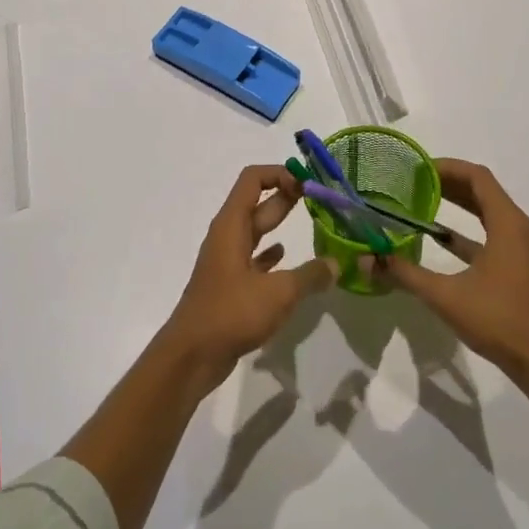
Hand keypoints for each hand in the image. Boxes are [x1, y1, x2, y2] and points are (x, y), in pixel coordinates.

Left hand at [162, 165, 335, 391]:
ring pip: (256, 231)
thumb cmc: (231, 312)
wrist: (192, 354)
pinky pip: (253, 258)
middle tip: (319, 198)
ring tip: (312, 223)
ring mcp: (227, 261)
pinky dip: (270, 253)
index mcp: (232, 225)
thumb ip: (310, 276)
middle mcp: (227, 236)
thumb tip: (336, 264)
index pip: (252, 180)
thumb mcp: (279, 293)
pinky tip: (287, 258)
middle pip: (257, 203)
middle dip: (286, 195)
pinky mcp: (230, 284)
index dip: (279, 174)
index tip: (308, 184)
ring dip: (279, 222)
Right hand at [365, 159, 528, 379]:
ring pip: (488, 212)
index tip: (418, 168)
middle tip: (413, 181)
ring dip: (458, 204)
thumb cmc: (498, 321)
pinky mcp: (520, 266)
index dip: (448, 167)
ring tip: (421, 201)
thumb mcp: (445, 296)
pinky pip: (492, 234)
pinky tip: (438, 237)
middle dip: (449, 183)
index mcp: (508, 225)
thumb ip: (404, 274)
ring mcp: (522, 248)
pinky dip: (467, 230)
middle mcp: (519, 228)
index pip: (478, 178)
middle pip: (483, 191)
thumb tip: (367, 260)